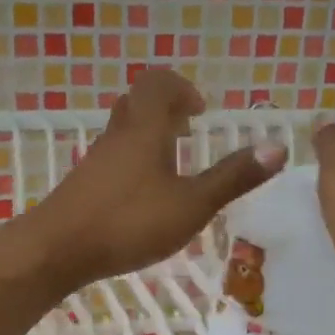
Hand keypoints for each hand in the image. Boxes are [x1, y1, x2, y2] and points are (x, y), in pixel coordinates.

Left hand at [19, 70, 285, 293]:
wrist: (56, 250)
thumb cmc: (127, 223)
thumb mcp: (191, 205)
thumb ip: (232, 178)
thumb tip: (278, 146)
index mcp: (144, 130)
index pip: (157, 84)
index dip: (180, 88)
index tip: (200, 111)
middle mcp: (116, 137)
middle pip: (136, 104)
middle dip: (164, 110)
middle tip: (187, 130)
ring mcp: (94, 162)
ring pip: (122, 133)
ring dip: (148, 138)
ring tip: (170, 165)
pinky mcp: (81, 187)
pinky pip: (111, 160)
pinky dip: (132, 164)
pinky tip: (142, 197)